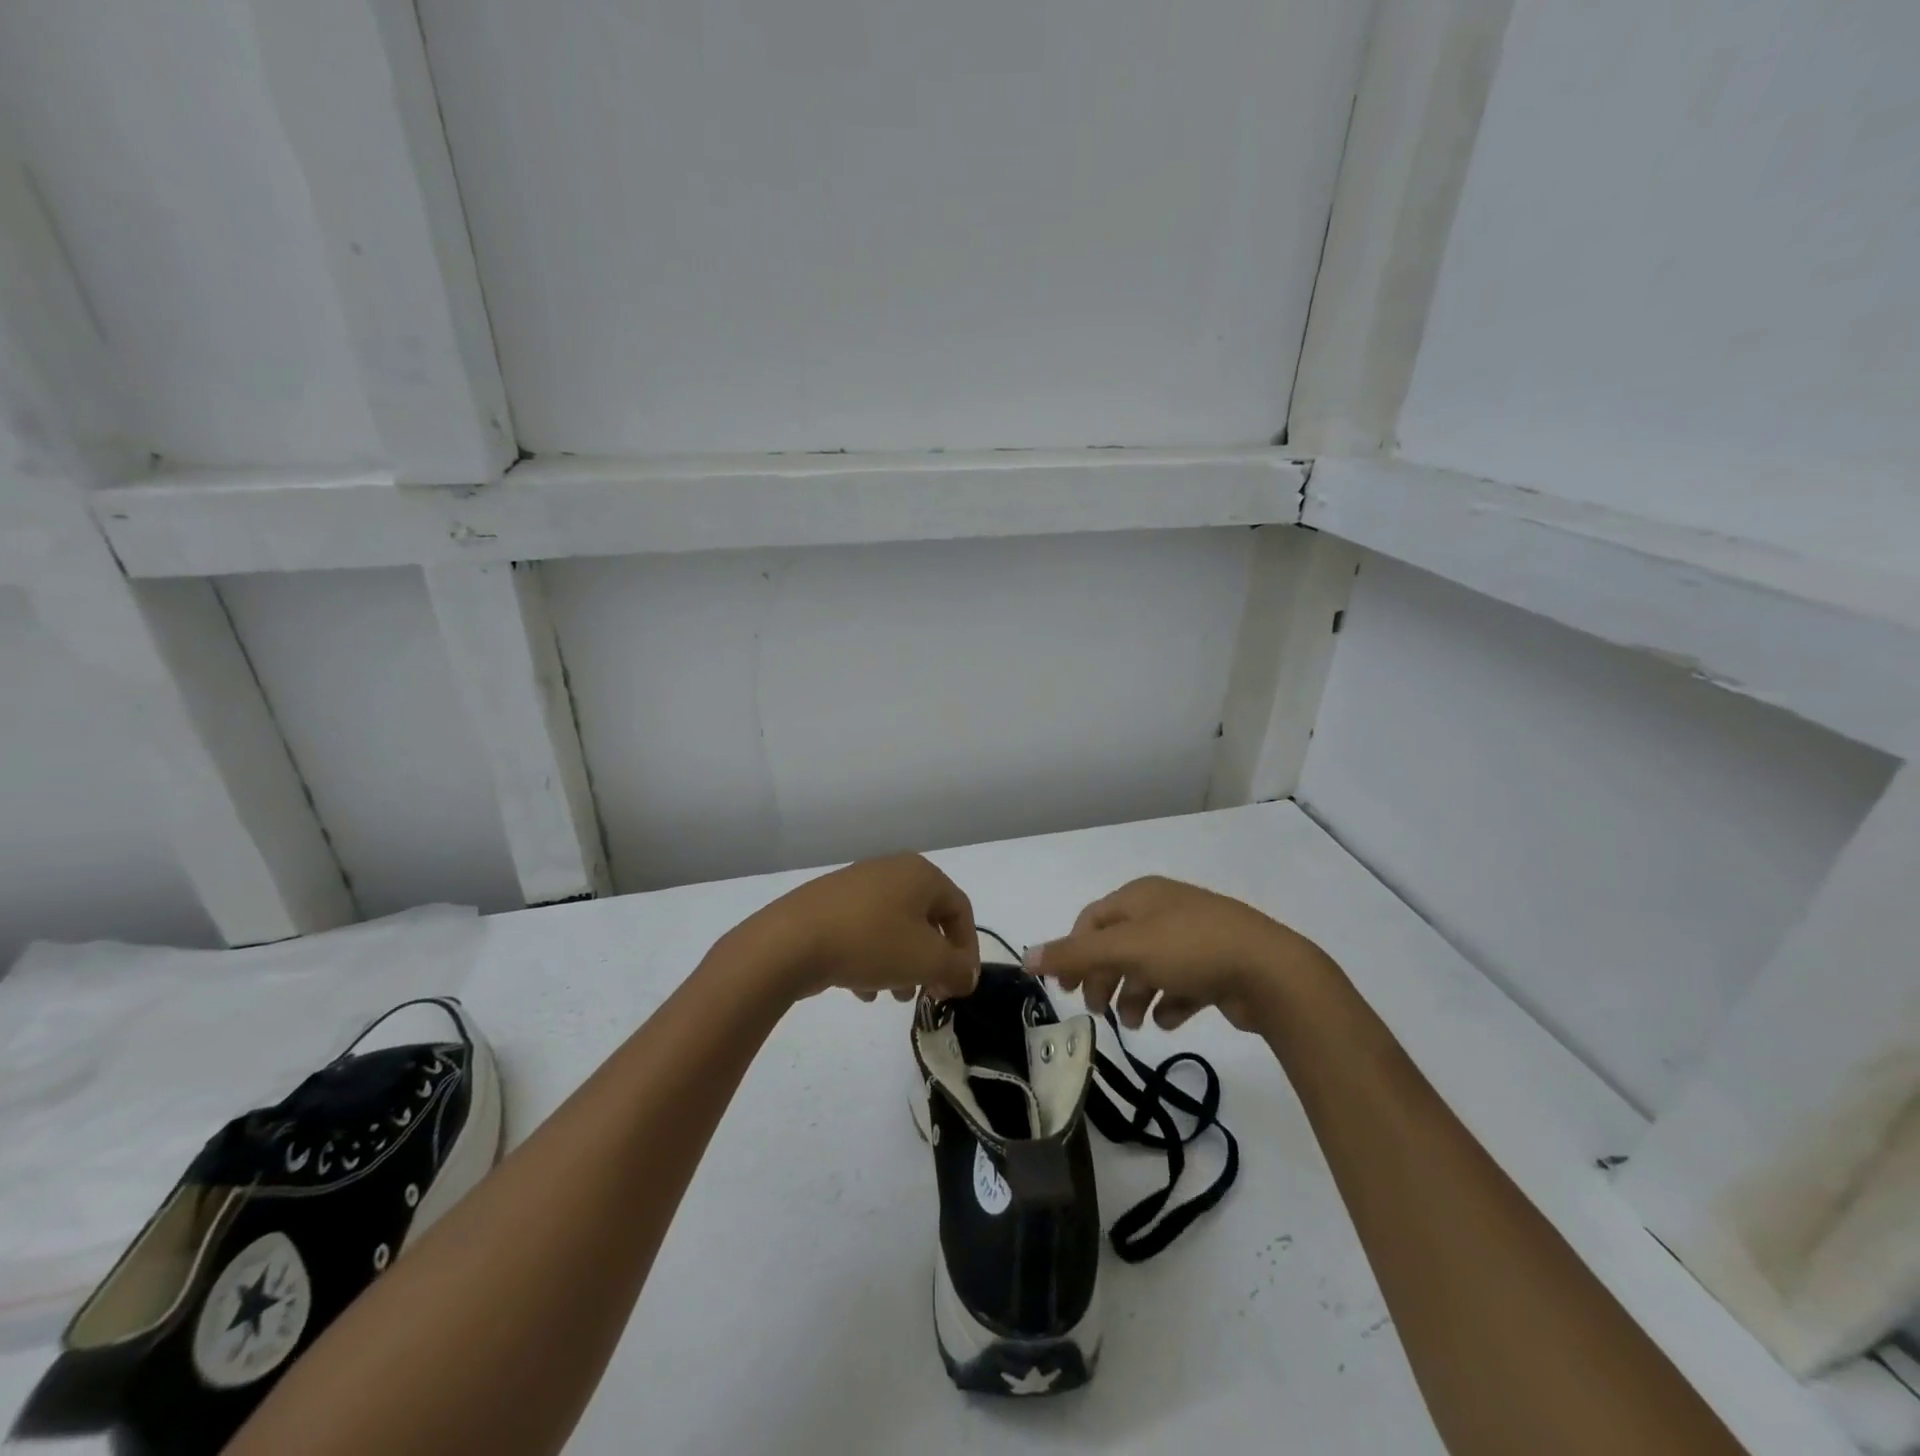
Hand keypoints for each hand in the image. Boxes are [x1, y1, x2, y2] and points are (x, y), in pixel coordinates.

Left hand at [744, 854, 979, 1002]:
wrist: (791, 941)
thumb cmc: (871, 942)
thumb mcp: (927, 961)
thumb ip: (957, 969)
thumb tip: (966, 975)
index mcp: (920, 873)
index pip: (960, 909)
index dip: (967, 950)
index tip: (959, 985)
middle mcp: (891, 870)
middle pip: (926, 919)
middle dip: (932, 960)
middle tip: (929, 992)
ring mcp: (857, 885)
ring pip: (894, 928)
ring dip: (903, 964)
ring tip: (895, 996)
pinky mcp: (829, 905)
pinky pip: (864, 931)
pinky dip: (872, 959)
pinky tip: (862, 991)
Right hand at [1028, 876, 1328, 1032]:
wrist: (1269, 971)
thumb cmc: (1188, 949)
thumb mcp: (1124, 949)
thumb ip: (1074, 954)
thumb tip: (1025, 957)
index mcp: (1140, 896)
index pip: (1092, 921)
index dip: (1074, 953)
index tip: (1065, 989)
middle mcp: (1164, 911)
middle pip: (1119, 946)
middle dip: (1104, 978)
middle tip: (1099, 1010)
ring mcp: (1192, 938)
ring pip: (1148, 968)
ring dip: (1134, 995)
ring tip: (1136, 1021)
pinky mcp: (1215, 967)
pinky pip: (1180, 984)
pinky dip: (1169, 1002)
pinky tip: (1169, 1019)